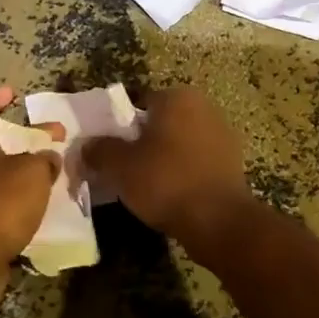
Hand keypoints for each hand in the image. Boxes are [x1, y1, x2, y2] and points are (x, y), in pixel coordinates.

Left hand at [0, 86, 61, 307]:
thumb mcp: (32, 171)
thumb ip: (43, 160)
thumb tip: (48, 159)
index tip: (13, 94)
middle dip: (25, 139)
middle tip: (55, 137)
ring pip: (1, 176)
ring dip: (27, 172)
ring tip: (57, 174)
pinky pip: (4, 205)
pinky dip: (24, 201)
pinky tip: (47, 206)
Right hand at [81, 88, 251, 249]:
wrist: (218, 221)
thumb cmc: (166, 181)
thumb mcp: (119, 166)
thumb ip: (99, 150)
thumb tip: (87, 145)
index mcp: (177, 97)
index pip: (138, 102)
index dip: (118, 126)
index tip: (107, 149)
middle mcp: (204, 107)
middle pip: (160, 122)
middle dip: (142, 141)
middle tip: (122, 167)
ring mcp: (222, 134)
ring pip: (179, 142)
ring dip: (163, 157)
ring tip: (144, 184)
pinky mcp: (232, 162)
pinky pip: (196, 161)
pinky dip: (182, 172)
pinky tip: (169, 194)